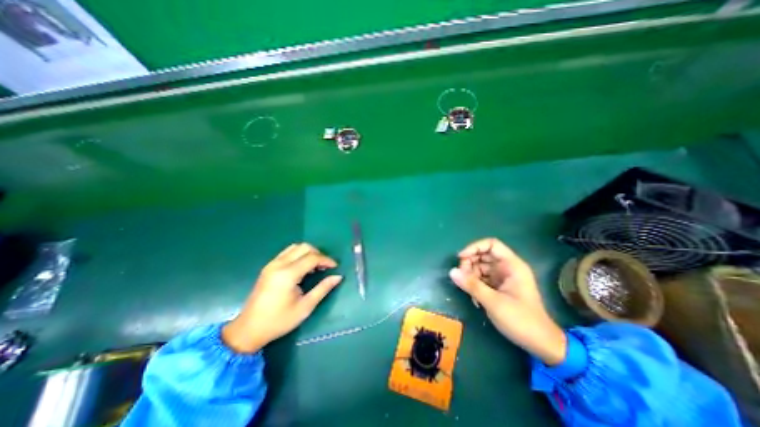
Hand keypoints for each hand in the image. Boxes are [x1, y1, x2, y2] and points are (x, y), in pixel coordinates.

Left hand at [221, 244, 343, 353]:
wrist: (248, 330)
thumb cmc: (279, 321)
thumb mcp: (305, 307)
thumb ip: (323, 289)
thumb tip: (338, 277)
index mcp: (287, 274)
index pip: (312, 258)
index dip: (326, 260)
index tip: (335, 267)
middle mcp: (279, 264)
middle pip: (304, 247)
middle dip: (318, 254)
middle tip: (325, 266)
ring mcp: (272, 264)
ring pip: (295, 247)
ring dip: (308, 253)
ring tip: (315, 266)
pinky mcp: (268, 267)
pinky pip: (287, 252)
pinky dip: (299, 255)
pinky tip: (303, 267)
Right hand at [447, 239, 566, 364]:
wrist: (540, 344)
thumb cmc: (521, 320)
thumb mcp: (494, 302)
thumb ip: (472, 285)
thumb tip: (451, 271)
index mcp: (512, 265)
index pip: (491, 244)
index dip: (474, 247)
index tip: (461, 258)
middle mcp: (507, 268)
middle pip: (483, 255)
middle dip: (469, 263)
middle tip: (461, 276)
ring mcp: (503, 278)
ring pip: (480, 267)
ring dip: (470, 275)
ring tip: (467, 289)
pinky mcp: (499, 287)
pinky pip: (482, 279)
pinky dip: (475, 284)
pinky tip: (474, 298)